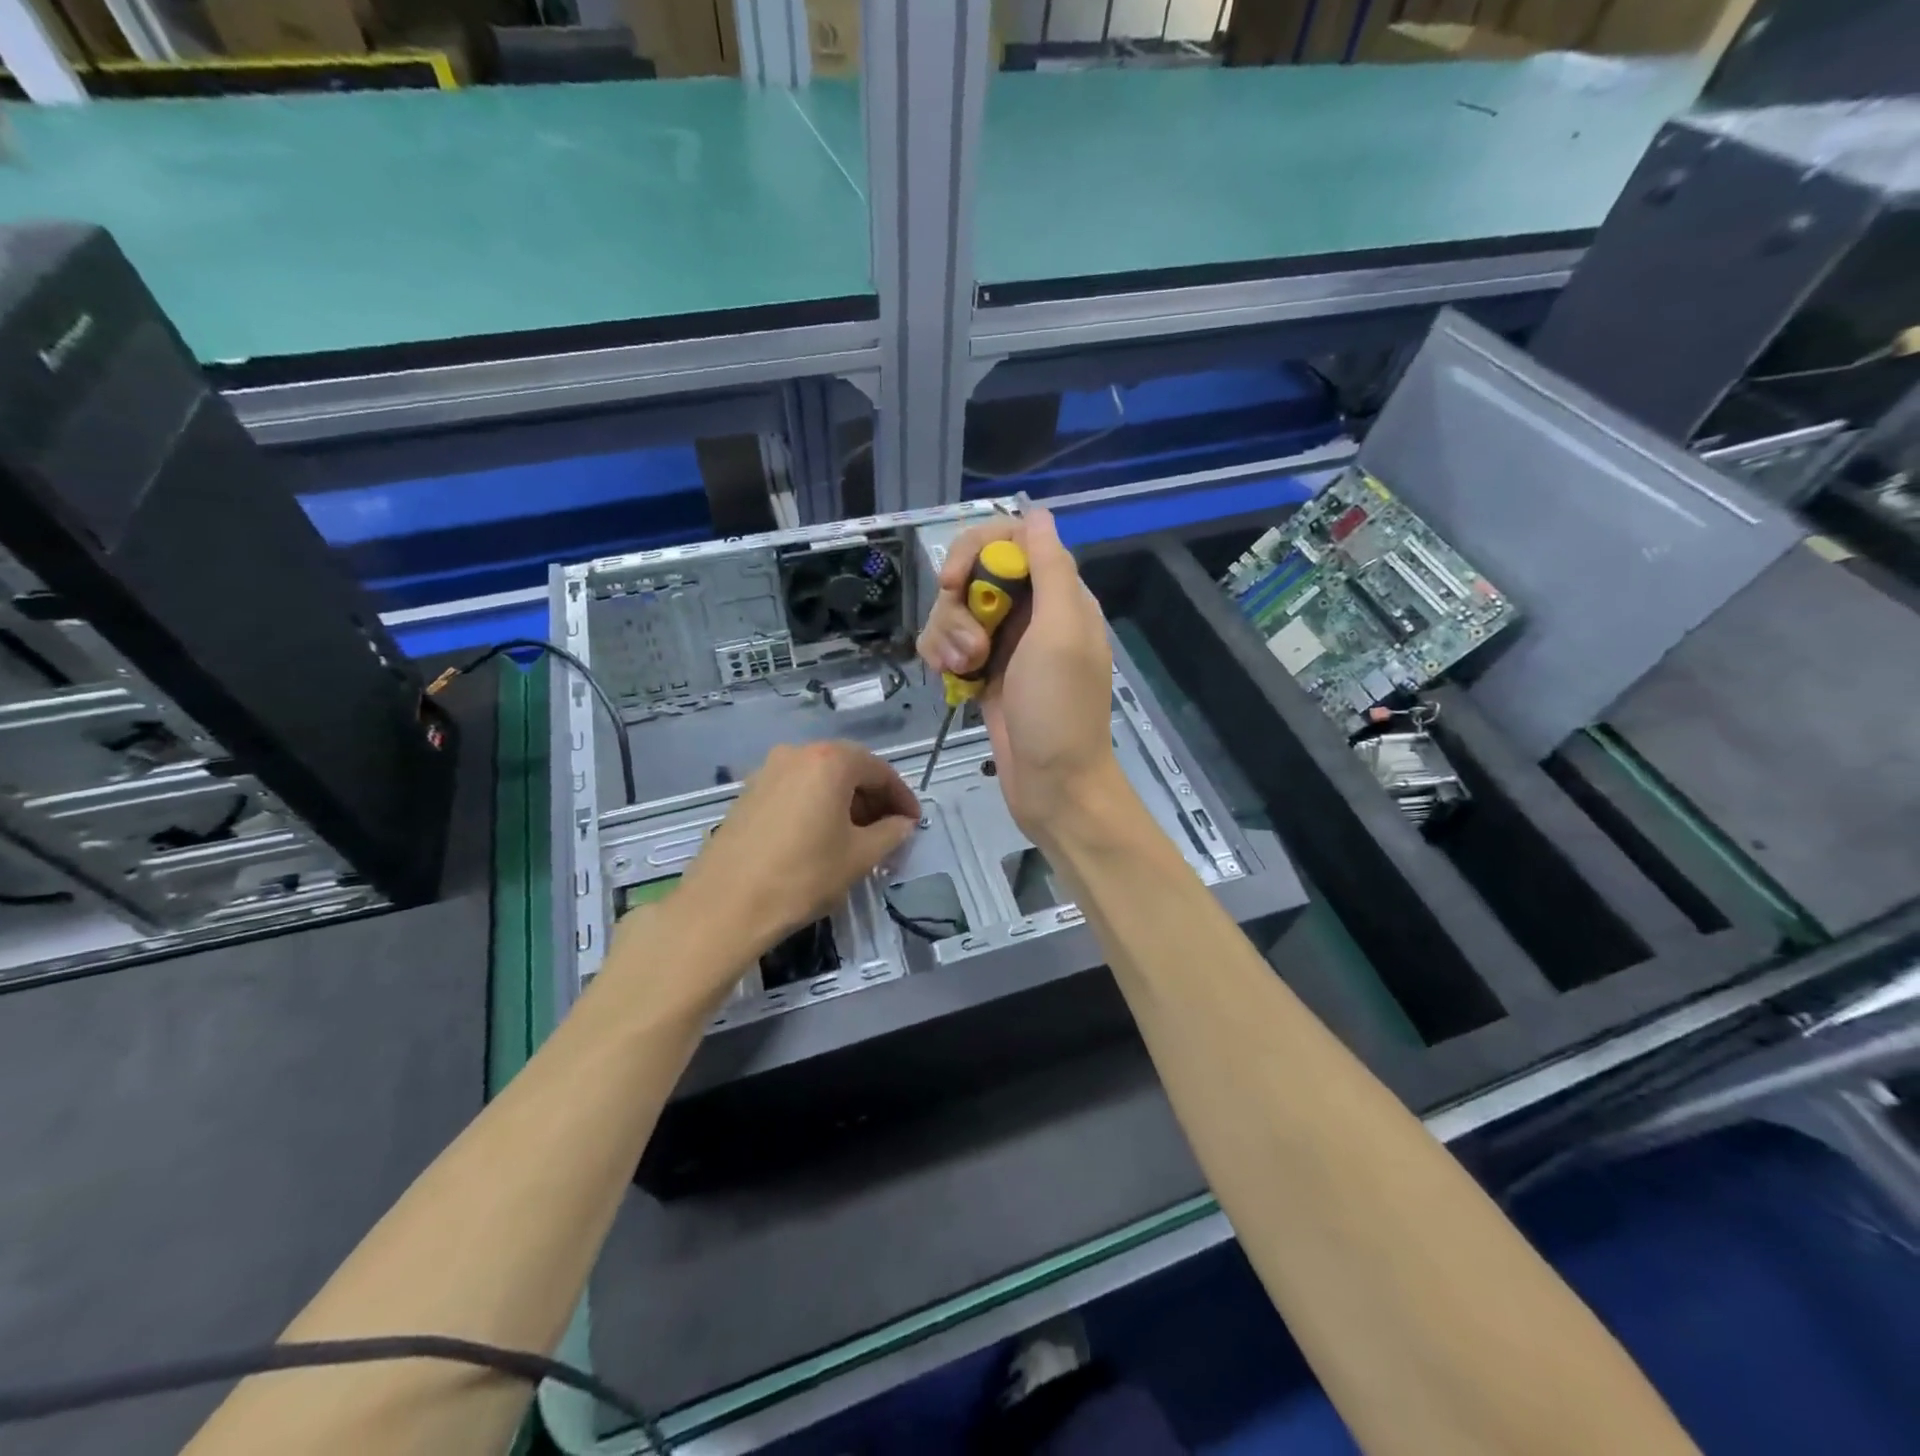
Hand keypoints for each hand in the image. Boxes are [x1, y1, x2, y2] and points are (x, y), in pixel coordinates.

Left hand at [676, 741, 918, 960]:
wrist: (724, 905)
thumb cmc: (803, 876)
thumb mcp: (859, 857)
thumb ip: (890, 833)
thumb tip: (903, 824)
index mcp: (829, 761)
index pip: (879, 770)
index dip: (902, 797)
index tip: (913, 823)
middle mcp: (796, 754)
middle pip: (848, 768)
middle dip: (873, 797)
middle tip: (889, 830)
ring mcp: (767, 771)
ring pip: (819, 779)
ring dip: (845, 802)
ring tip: (857, 837)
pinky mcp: (747, 793)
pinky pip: (795, 790)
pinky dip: (816, 806)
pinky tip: (821, 837)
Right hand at [916, 509, 1125, 841]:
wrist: (1053, 786)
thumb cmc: (1060, 709)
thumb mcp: (1062, 632)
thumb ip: (1051, 568)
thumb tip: (1036, 512)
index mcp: (1058, 595)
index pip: (1010, 541)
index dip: (976, 552)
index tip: (955, 582)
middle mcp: (1030, 612)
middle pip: (974, 574)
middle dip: (957, 604)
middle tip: (970, 645)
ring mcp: (1003, 644)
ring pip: (953, 610)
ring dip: (947, 636)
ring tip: (964, 670)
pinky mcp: (981, 673)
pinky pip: (947, 644)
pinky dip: (942, 656)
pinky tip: (952, 680)